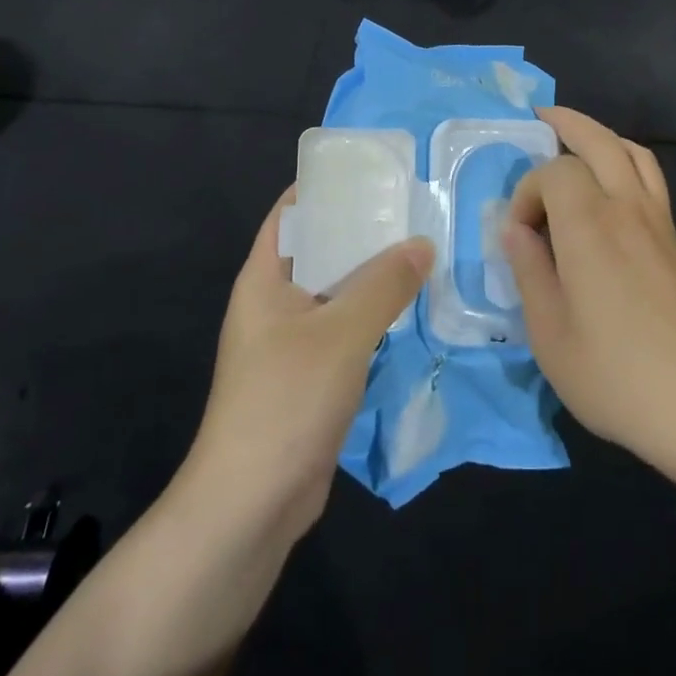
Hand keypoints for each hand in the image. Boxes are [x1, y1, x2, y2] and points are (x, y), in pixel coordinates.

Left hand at [182, 189, 432, 546]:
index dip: (326, 187)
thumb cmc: (286, 399)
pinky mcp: (310, 376)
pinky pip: (345, 330)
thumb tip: (422, 243)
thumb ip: (384, 284)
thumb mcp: (341, 332)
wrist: (251, 504)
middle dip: (363, 231)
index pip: (291, 212)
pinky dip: (375, 316)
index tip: (374, 171)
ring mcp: (291, 342)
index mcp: (264, 278)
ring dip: (374, 276)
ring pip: (337, 293)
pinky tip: (412, 309)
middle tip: (415, 211)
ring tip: (423, 251)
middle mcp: (274, 302)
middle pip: (320, 250)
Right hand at [502, 108, 675, 500]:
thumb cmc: (622, 379)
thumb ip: (529, 273)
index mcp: (590, 227)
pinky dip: (626, 164)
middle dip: (567, 124)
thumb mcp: (552, 338)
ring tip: (577, 141)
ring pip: (634, 154)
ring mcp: (662, 226)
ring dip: (602, 137)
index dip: (527, 192)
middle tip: (541, 119)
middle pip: (600, 141)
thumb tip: (514, 230)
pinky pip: (651, 181)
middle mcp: (628, 210)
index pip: (553, 172)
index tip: (519, 236)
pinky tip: (611, 192)